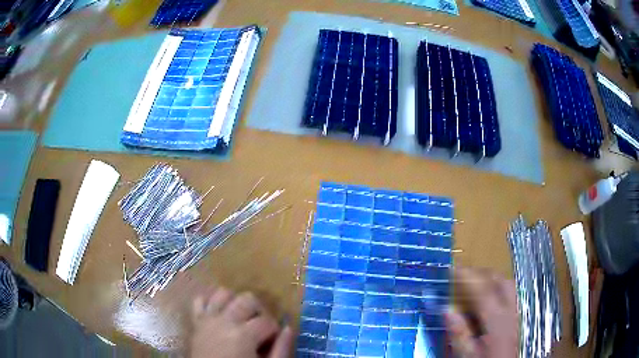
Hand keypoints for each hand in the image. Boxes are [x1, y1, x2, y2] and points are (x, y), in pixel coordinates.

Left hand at [189, 287, 292, 357]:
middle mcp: (224, 320)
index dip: (274, 330)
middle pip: (247, 299)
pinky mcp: (195, 321)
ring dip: (235, 302)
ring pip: (223, 293)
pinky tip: (220, 313)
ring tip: (241, 318)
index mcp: (243, 335)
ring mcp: (207, 319)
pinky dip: (210, 302)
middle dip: (259, 311)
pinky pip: (200, 300)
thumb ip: (281, 349)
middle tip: (260, 328)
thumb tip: (288, 328)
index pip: (268, 321)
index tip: (273, 340)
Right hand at [445, 267, 517, 357]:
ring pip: (507, 283)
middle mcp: (509, 310)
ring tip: (475, 282)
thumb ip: (458, 333)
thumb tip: (447, 311)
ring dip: (491, 278)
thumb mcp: (467, 354)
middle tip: (462, 275)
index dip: (468, 276)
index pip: (482, 290)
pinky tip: (490, 295)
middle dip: (480, 273)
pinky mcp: (516, 315)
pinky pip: (510, 292)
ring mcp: (515, 311)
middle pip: (499, 280)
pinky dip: (498, 286)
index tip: (453, 267)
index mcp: (496, 319)